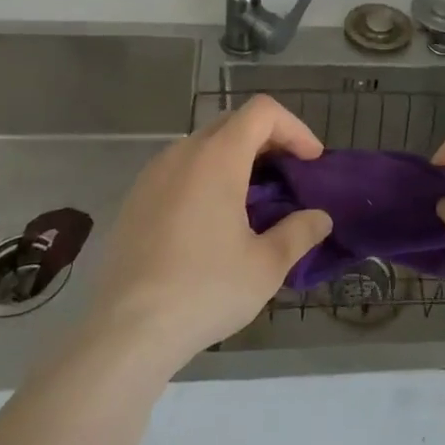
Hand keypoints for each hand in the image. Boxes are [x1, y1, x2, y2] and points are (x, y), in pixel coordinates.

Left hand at [86, 95, 332, 372]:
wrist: (125, 332)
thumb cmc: (203, 290)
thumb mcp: (265, 266)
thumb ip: (299, 233)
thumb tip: (320, 218)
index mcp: (217, 157)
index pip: (262, 112)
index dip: (294, 128)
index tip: (311, 161)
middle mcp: (182, 153)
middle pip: (234, 123)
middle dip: (269, 141)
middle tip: (289, 177)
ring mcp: (153, 174)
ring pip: (204, 146)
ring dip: (237, 159)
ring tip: (254, 201)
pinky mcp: (135, 199)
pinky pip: (180, 170)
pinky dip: (207, 177)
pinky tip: (213, 222)